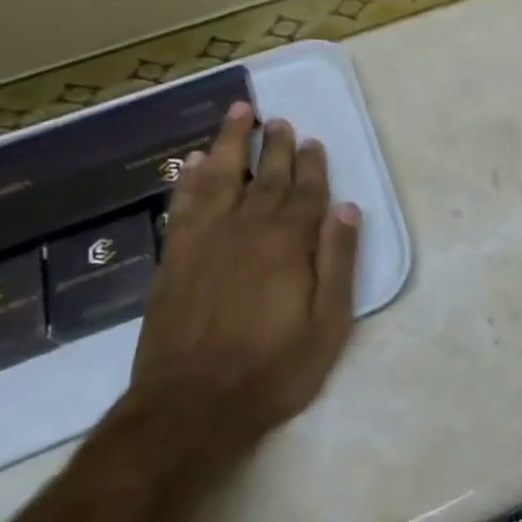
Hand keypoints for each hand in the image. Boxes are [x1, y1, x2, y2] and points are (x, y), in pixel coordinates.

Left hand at [129, 103, 361, 455]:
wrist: (189, 407)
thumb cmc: (271, 369)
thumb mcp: (327, 324)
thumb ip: (338, 262)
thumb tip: (346, 209)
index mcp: (289, 242)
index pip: (306, 192)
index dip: (312, 165)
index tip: (313, 141)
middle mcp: (248, 228)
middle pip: (268, 177)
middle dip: (276, 146)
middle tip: (280, 121)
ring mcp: (206, 239)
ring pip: (221, 176)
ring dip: (231, 143)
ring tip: (239, 113)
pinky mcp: (175, 256)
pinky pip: (184, 203)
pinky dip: (190, 178)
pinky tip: (193, 161)